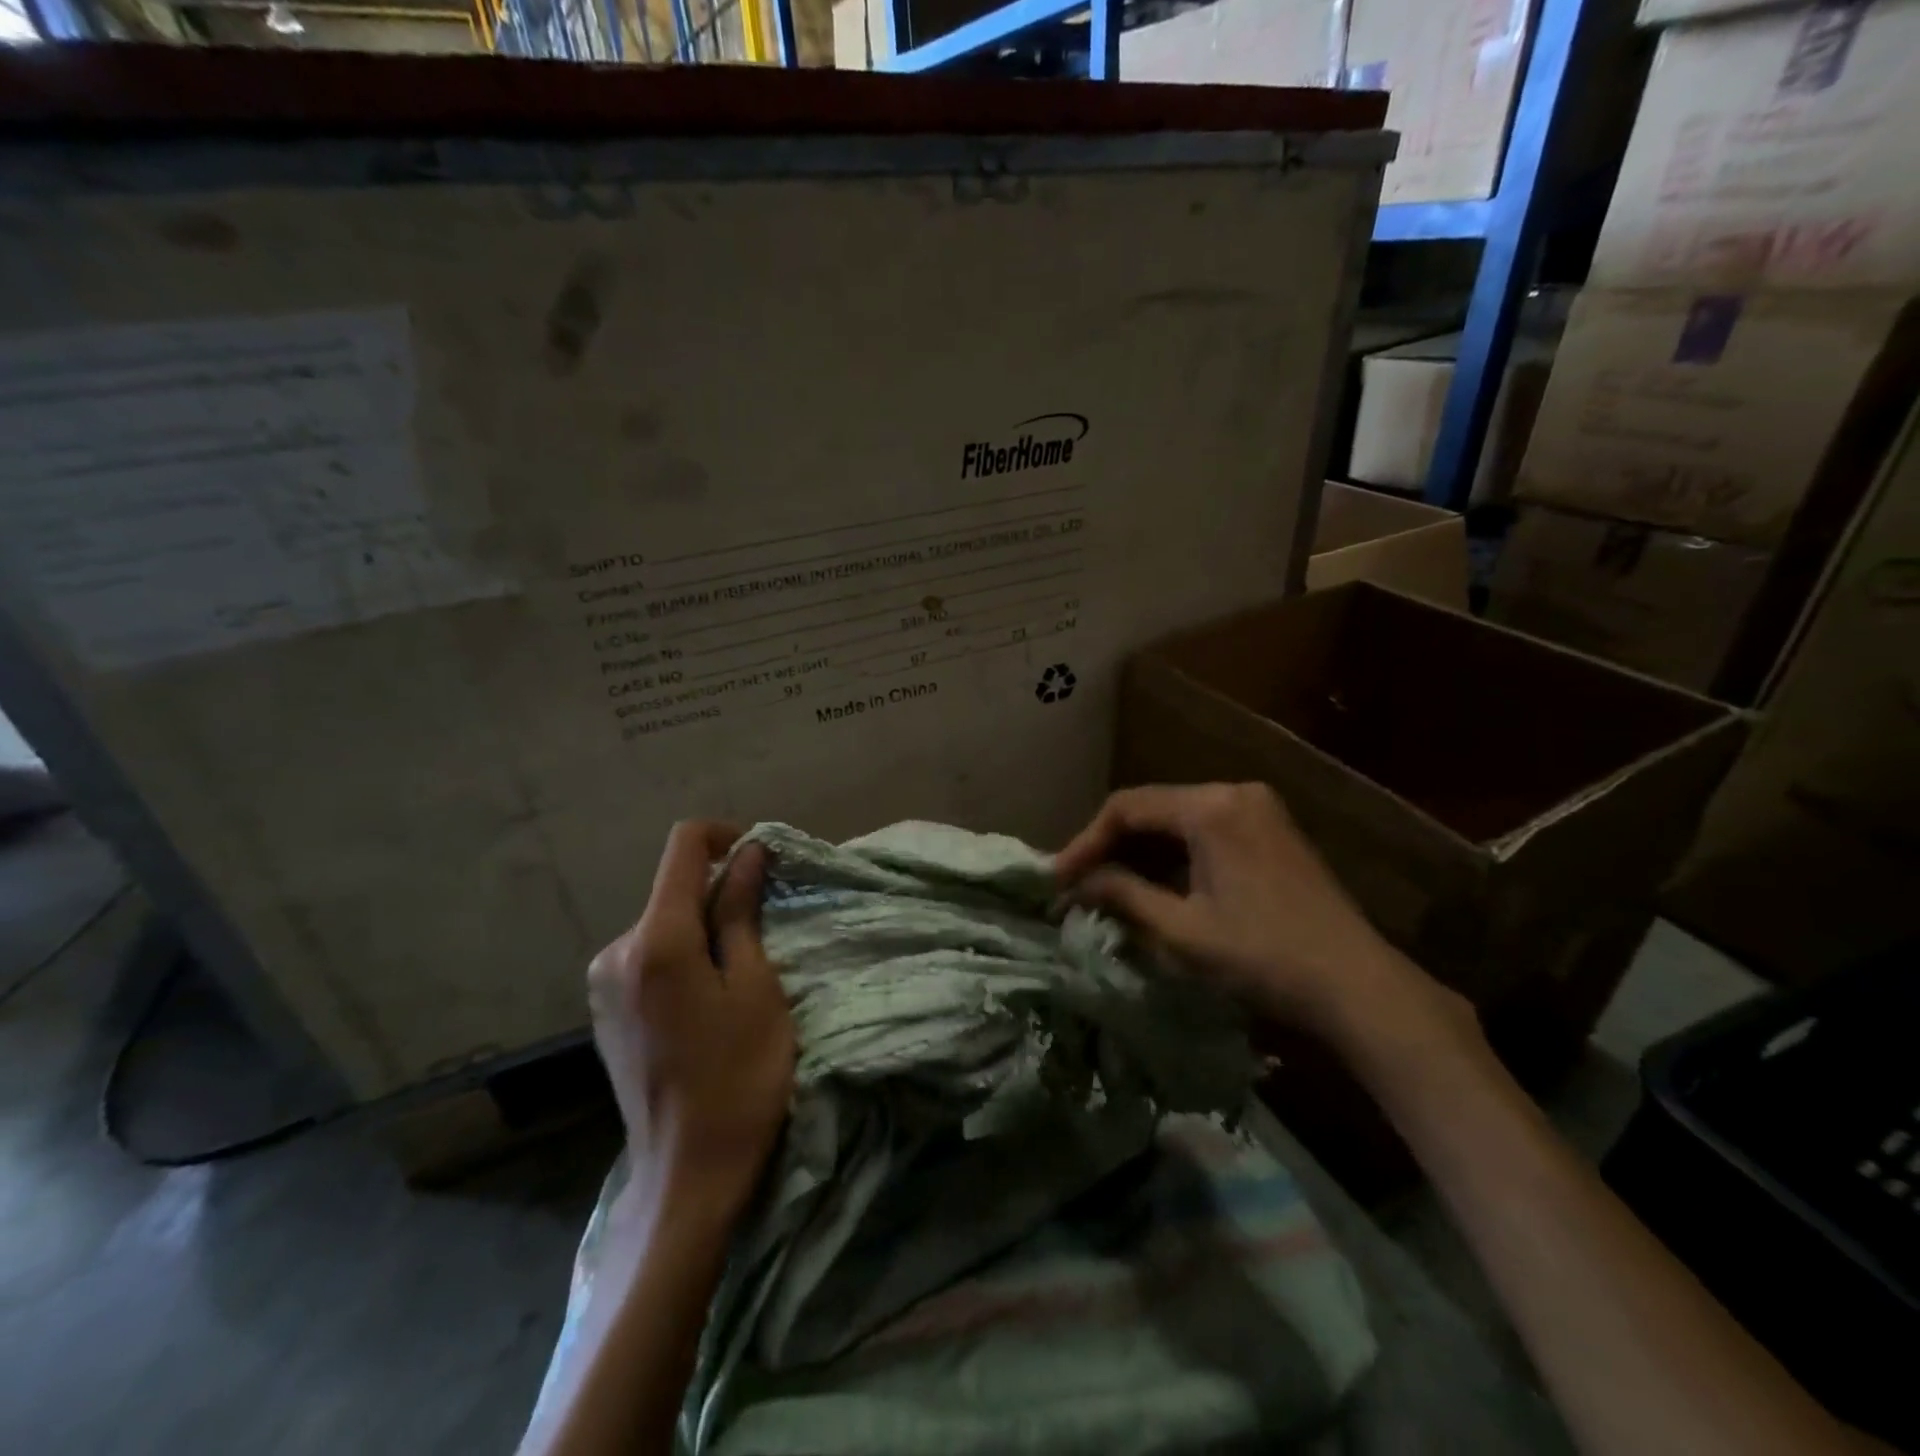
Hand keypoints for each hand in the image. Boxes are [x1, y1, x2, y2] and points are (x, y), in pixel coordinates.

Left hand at [587, 821, 794, 1203]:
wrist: (688, 1174)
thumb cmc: (739, 1076)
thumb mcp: (756, 987)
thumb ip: (743, 912)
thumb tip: (749, 853)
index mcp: (657, 940)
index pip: (684, 847)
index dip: (726, 835)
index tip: (763, 858)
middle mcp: (616, 950)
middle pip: (674, 887)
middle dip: (721, 892)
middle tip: (766, 935)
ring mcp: (603, 982)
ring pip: (664, 922)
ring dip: (704, 927)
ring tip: (740, 977)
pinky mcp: (604, 1009)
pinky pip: (648, 955)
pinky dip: (683, 954)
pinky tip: (706, 1001)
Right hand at [1055, 783, 1431, 1035]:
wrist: (1358, 987)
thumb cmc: (1263, 956)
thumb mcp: (1181, 930)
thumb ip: (1123, 895)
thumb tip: (1078, 883)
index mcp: (1211, 807)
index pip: (1127, 807)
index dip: (1085, 842)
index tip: (1056, 879)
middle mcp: (1235, 793)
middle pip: (1153, 808)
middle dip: (1111, 846)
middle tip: (1077, 884)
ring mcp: (1259, 810)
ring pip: (1178, 820)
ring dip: (1141, 852)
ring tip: (1108, 888)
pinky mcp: (1273, 832)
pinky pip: (1206, 831)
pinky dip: (1174, 856)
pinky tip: (1156, 885)